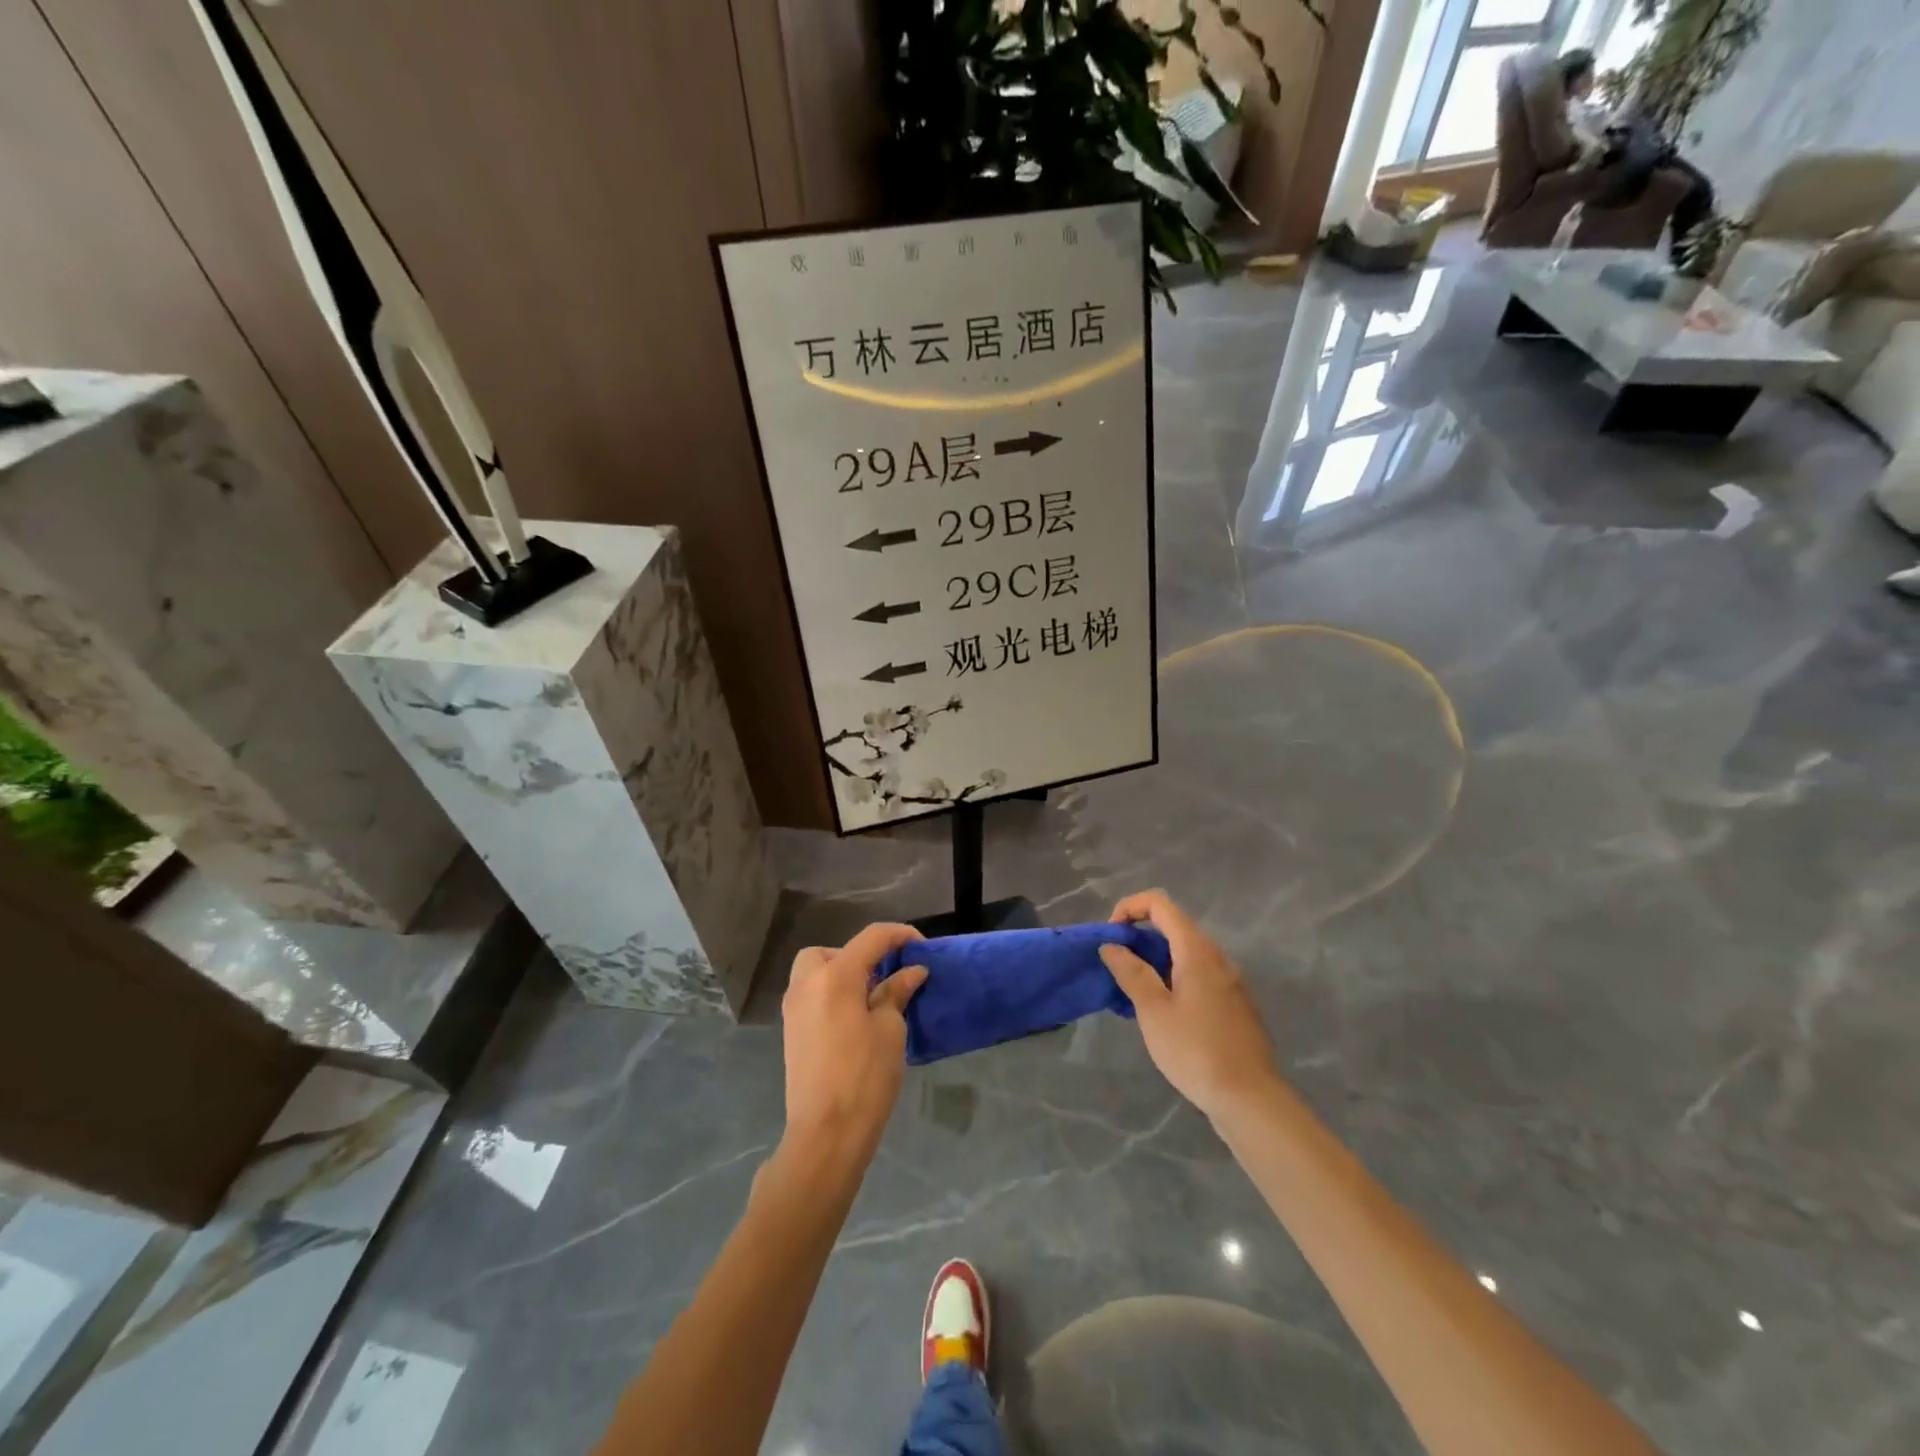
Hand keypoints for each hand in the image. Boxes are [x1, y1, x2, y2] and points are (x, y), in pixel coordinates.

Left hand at [780, 923, 927, 1159]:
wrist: (826, 1134)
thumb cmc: (864, 1077)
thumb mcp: (889, 1030)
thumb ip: (896, 992)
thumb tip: (911, 971)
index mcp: (835, 976)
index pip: (871, 938)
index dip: (900, 935)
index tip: (923, 948)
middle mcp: (807, 983)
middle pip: (831, 951)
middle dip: (859, 956)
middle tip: (884, 978)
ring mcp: (793, 1008)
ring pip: (815, 972)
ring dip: (842, 974)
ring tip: (870, 1000)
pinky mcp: (791, 1031)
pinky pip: (811, 995)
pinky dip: (831, 995)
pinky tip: (853, 1021)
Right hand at [1101, 890, 1280, 1121]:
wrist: (1250, 1098)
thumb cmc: (1195, 1050)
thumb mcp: (1153, 1010)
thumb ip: (1131, 972)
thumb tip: (1112, 945)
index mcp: (1197, 950)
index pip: (1160, 904)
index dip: (1130, 908)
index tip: (1111, 936)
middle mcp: (1218, 957)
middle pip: (1174, 926)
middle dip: (1140, 936)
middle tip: (1117, 966)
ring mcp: (1231, 981)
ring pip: (1187, 953)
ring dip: (1156, 960)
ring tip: (1134, 992)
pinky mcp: (1235, 1004)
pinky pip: (1199, 975)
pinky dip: (1175, 978)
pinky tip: (1163, 1013)